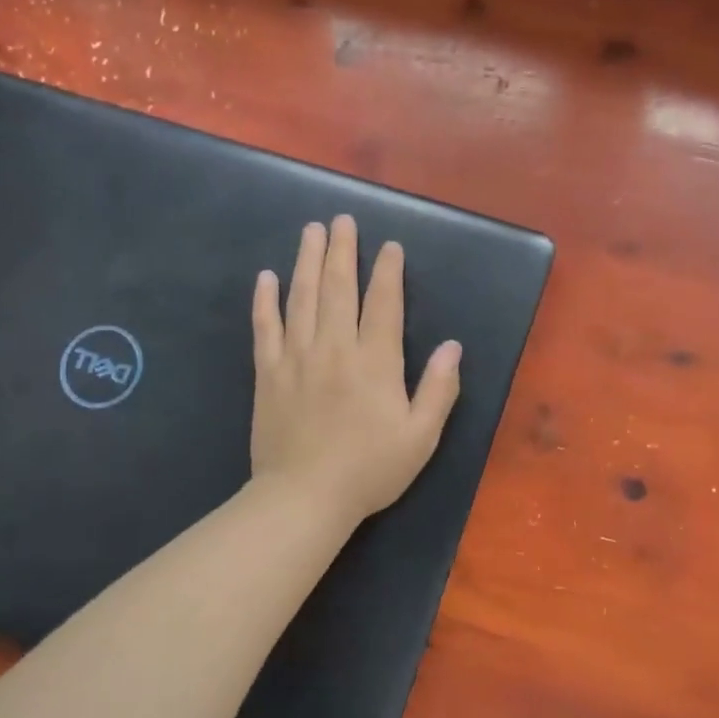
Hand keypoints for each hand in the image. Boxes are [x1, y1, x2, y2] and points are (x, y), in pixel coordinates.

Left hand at [250, 216, 461, 524]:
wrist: (304, 498)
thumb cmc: (370, 470)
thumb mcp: (421, 436)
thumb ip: (439, 389)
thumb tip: (453, 346)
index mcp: (375, 361)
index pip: (383, 303)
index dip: (388, 272)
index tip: (389, 246)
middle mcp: (335, 348)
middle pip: (338, 288)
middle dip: (342, 251)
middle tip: (342, 220)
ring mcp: (296, 357)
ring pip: (302, 297)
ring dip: (307, 261)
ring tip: (311, 231)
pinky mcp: (268, 373)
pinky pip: (264, 327)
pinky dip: (265, 300)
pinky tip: (266, 277)